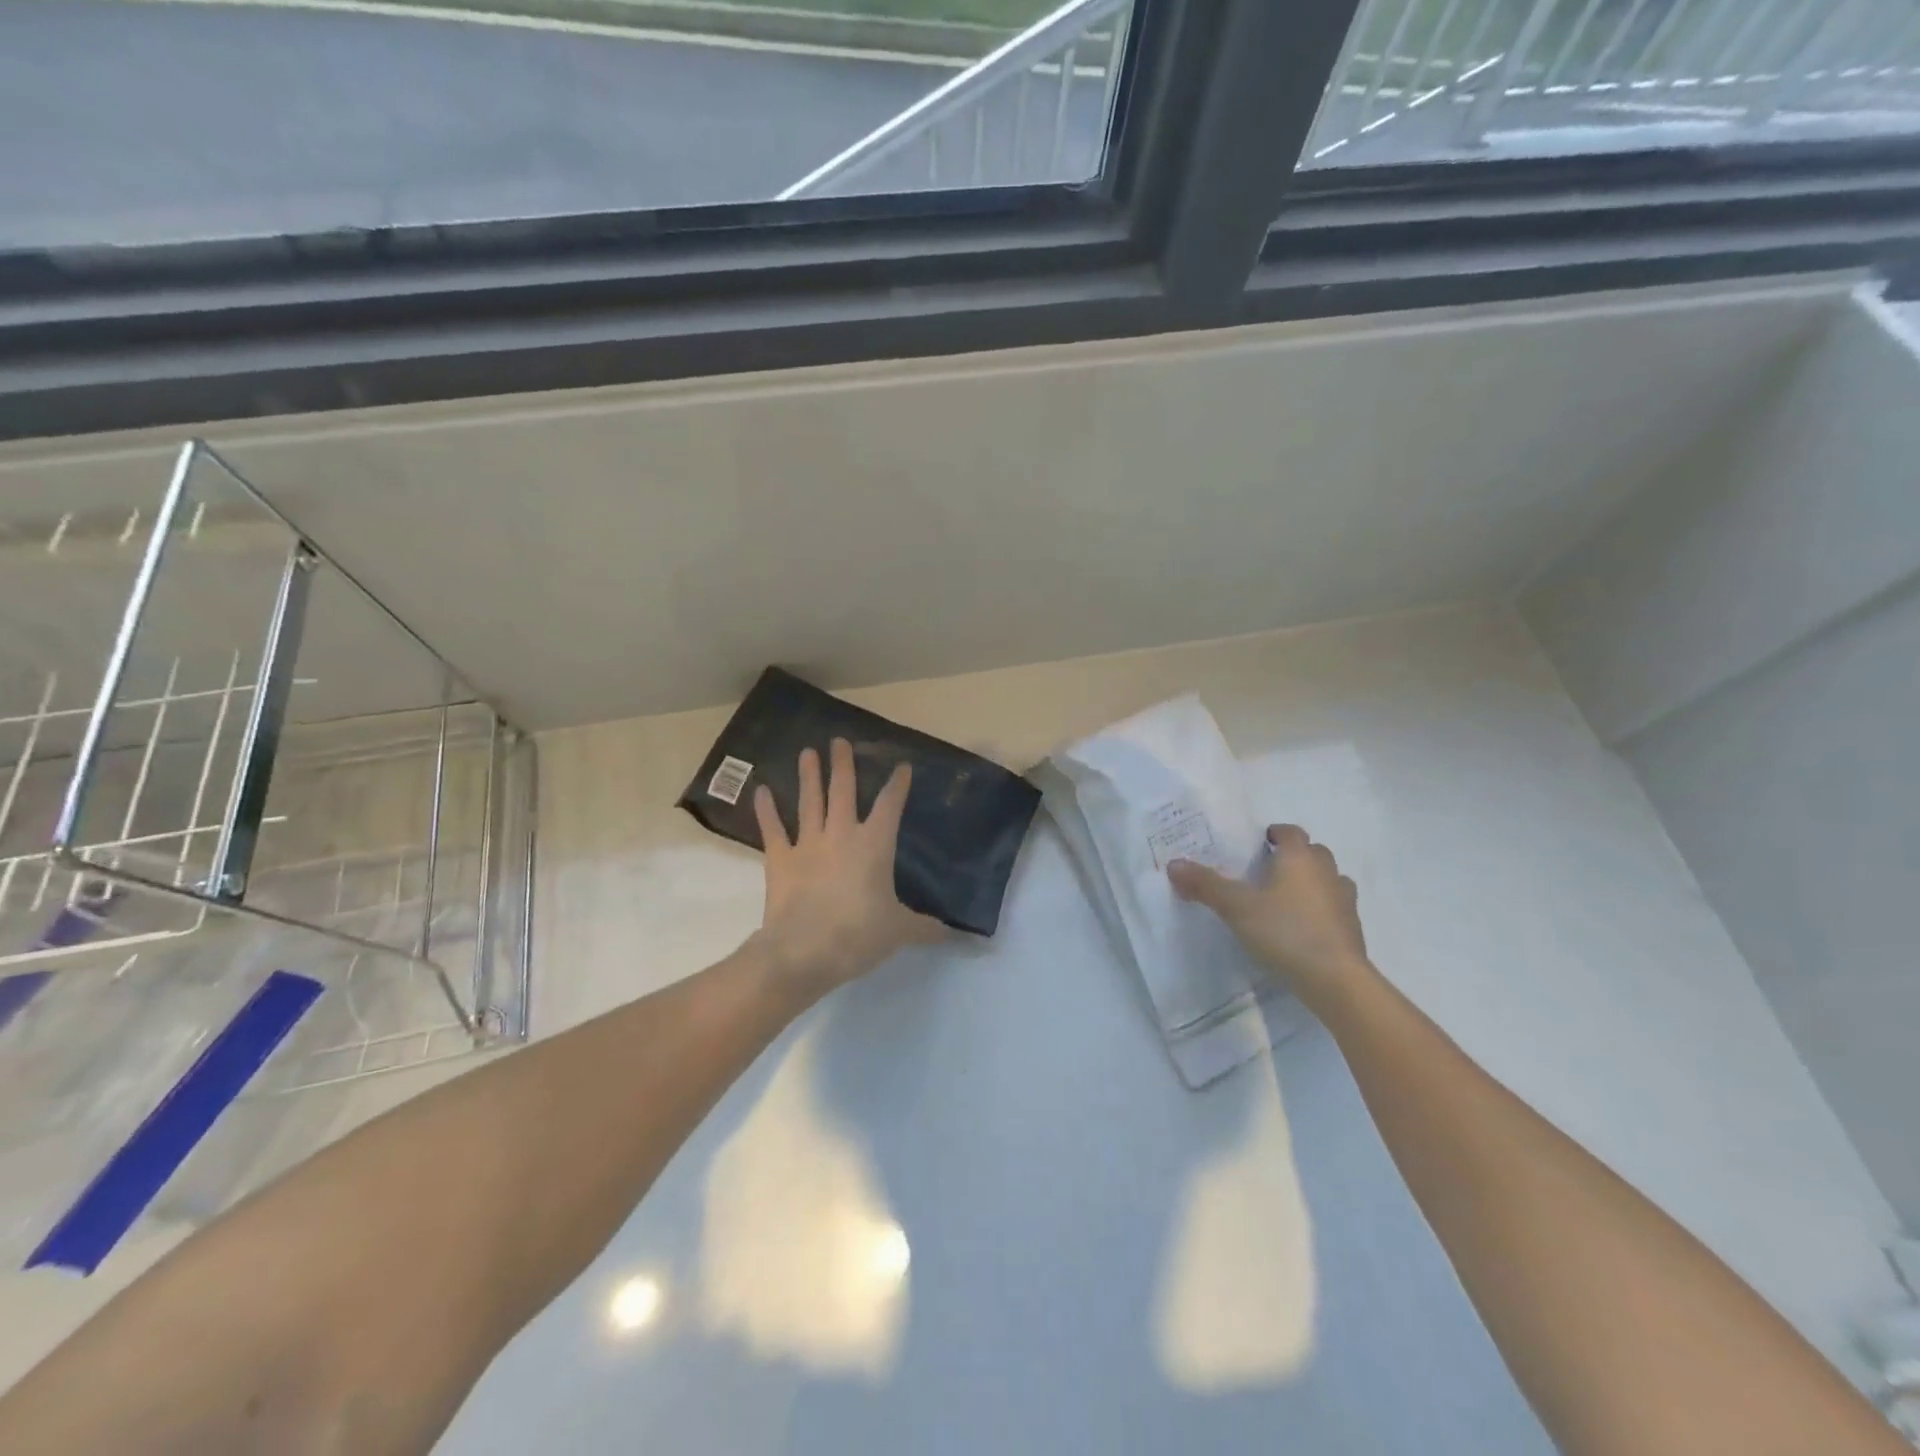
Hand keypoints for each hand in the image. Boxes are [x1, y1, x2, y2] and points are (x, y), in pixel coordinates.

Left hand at [751, 738, 944, 999]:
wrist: (804, 951)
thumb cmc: (859, 935)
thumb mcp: (899, 931)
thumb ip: (925, 928)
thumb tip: (953, 935)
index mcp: (874, 845)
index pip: (890, 806)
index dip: (897, 785)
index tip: (901, 767)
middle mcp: (841, 834)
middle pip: (843, 791)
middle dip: (843, 765)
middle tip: (839, 741)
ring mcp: (807, 844)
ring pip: (810, 801)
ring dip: (809, 776)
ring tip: (807, 752)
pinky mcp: (780, 859)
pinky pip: (772, 829)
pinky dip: (766, 810)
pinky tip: (761, 791)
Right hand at [1168, 825, 1374, 1014]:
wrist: (1335, 979)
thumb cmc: (1285, 931)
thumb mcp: (1236, 907)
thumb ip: (1206, 885)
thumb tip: (1174, 864)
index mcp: (1299, 858)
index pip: (1291, 832)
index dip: (1275, 834)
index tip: (1259, 843)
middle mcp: (1326, 872)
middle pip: (1313, 853)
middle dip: (1294, 857)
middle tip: (1267, 871)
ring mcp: (1344, 900)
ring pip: (1328, 880)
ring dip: (1312, 883)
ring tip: (1286, 900)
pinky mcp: (1353, 928)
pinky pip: (1335, 908)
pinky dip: (1321, 910)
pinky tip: (1303, 928)